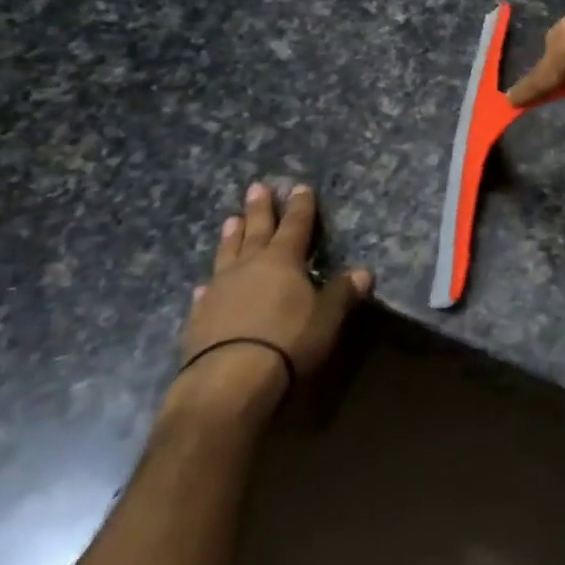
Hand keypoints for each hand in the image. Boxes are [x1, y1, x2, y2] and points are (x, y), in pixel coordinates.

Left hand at [177, 181, 372, 403]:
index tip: (299, 188)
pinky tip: (206, 284)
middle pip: (256, 230)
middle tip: (256, 187)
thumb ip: (343, 293)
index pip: (296, 226)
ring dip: (231, 237)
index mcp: (283, 260)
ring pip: (228, 254)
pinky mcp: (200, 316)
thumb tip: (364, 272)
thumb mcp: (327, 317)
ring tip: (231, 220)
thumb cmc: (288, 340)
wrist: (231, 377)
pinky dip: (210, 284)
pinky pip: (207, 291)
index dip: (300, 207)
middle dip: (260, 209)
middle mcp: (249, 266)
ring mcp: (220, 289)